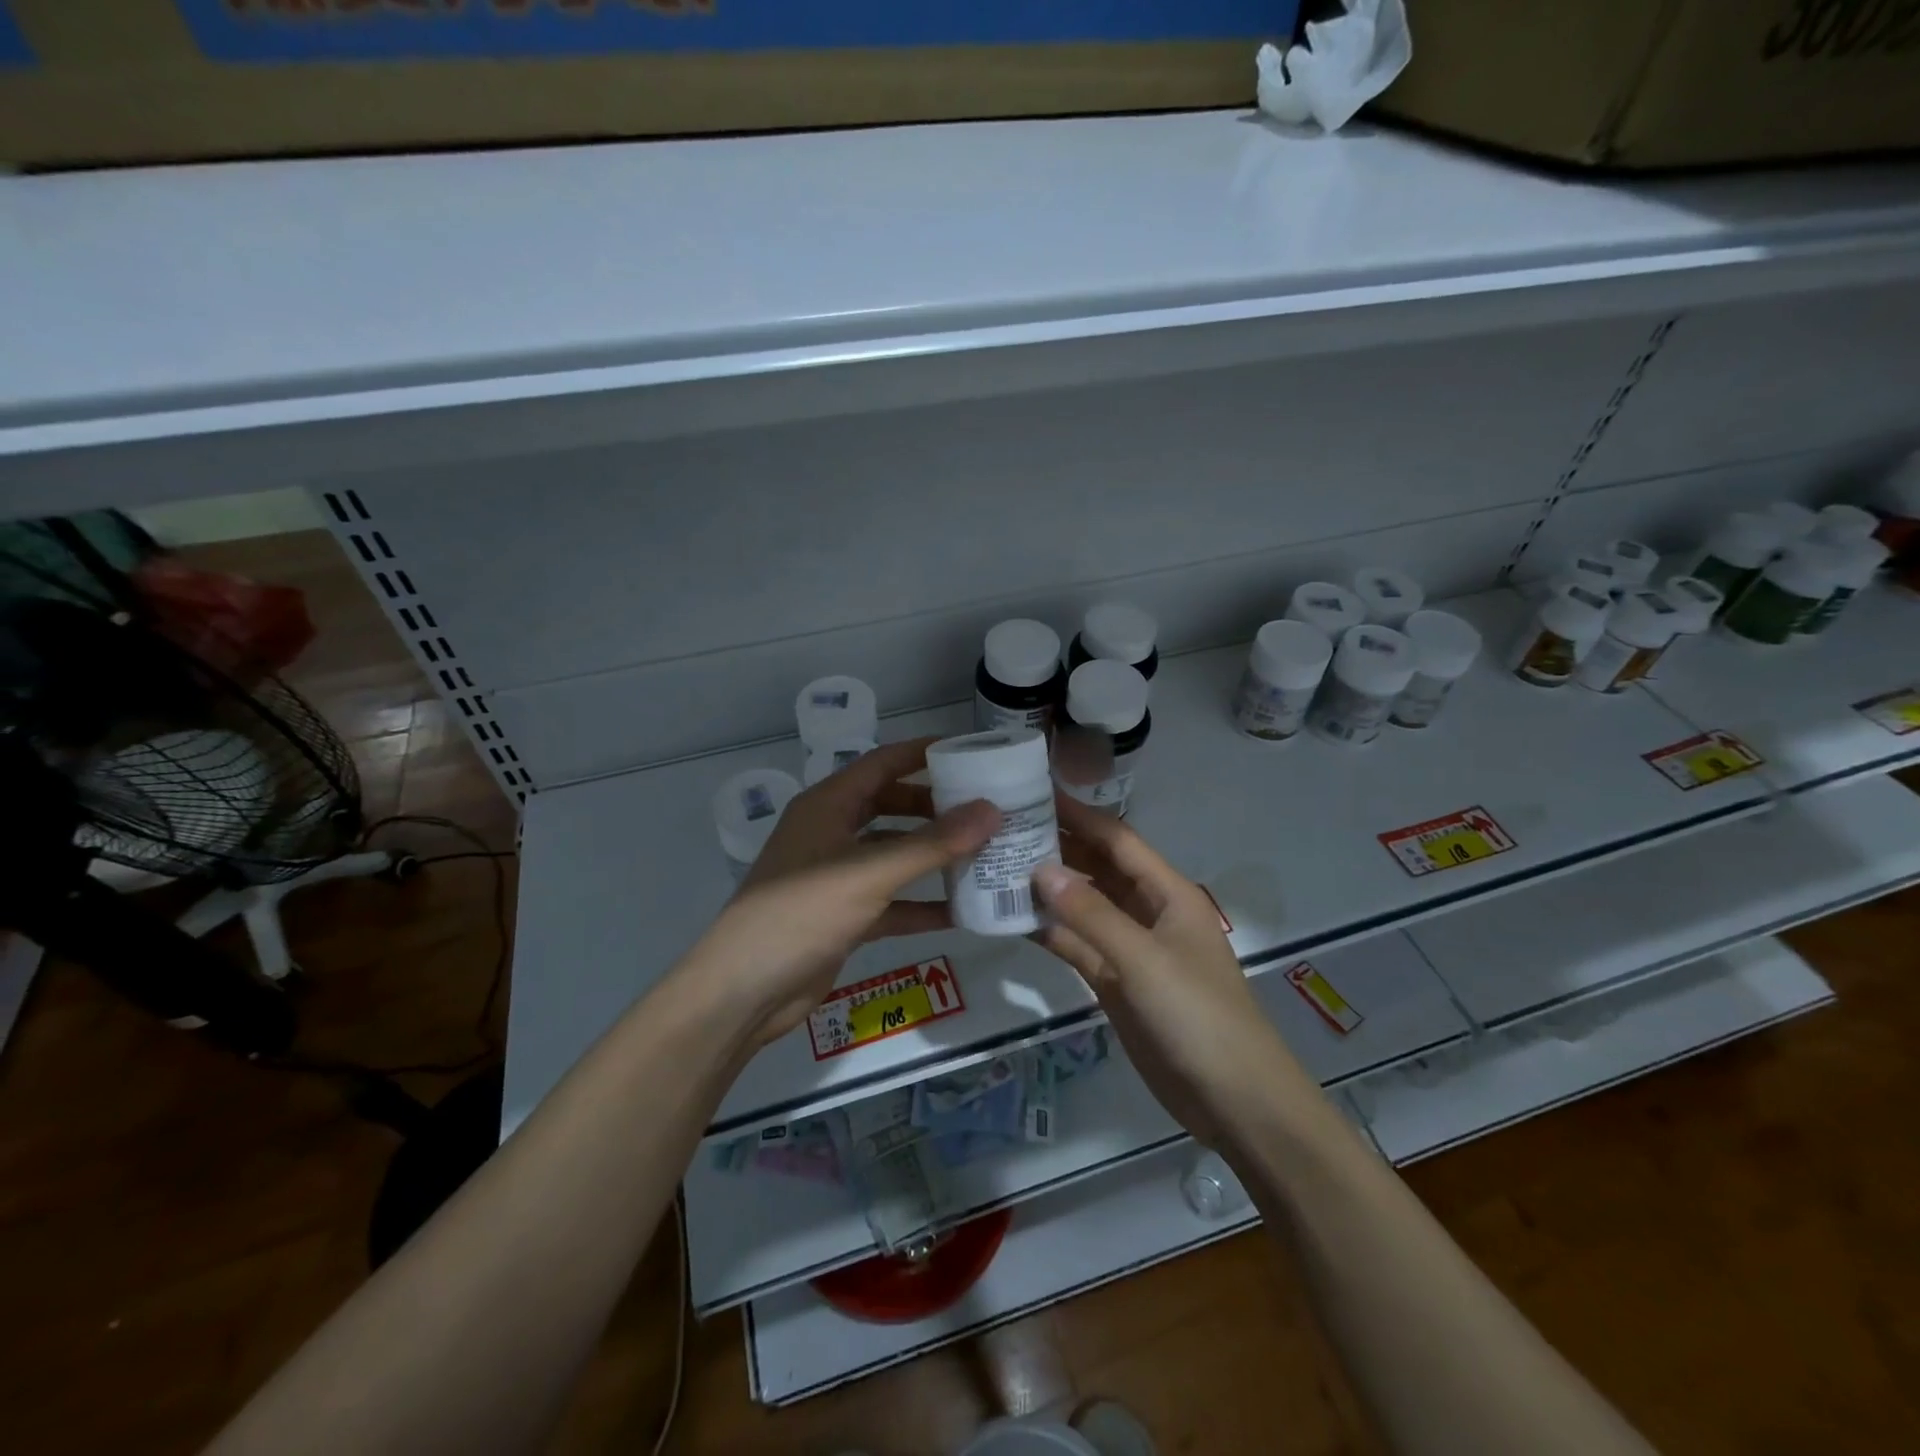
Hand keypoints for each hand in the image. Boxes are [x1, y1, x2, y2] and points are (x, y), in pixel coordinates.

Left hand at [679, 737, 999, 1047]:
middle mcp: (832, 833)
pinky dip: (921, 903)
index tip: (971, 752)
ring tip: (984, 854)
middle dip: (935, 808)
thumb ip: (931, 844)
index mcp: (828, 805)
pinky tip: (962, 911)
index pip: (882, 763)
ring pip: (894, 855)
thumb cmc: (801, 914)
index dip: (923, 753)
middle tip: (985, 809)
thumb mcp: (869, 874)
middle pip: (891, 806)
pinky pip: (892, 900)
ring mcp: (837, 876)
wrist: (744, 991)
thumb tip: (991, 811)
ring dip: (933, 856)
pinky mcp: (843, 916)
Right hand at [1032, 795, 1314, 1151]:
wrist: (1233, 1102)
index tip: (1034, 793)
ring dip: (1047, 889)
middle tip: (1002, 829)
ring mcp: (1130, 948)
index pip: (1117, 839)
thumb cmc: (1198, 1017)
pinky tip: (1011, 919)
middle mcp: (1147, 911)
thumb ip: (1091, 914)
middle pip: (1097, 867)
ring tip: (996, 866)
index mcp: (1168, 893)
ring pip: (1083, 906)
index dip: (1078, 814)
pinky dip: (1049, 932)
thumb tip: (1039, 869)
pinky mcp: (1114, 981)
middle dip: (1057, 846)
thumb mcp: (1144, 960)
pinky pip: (1076, 945)